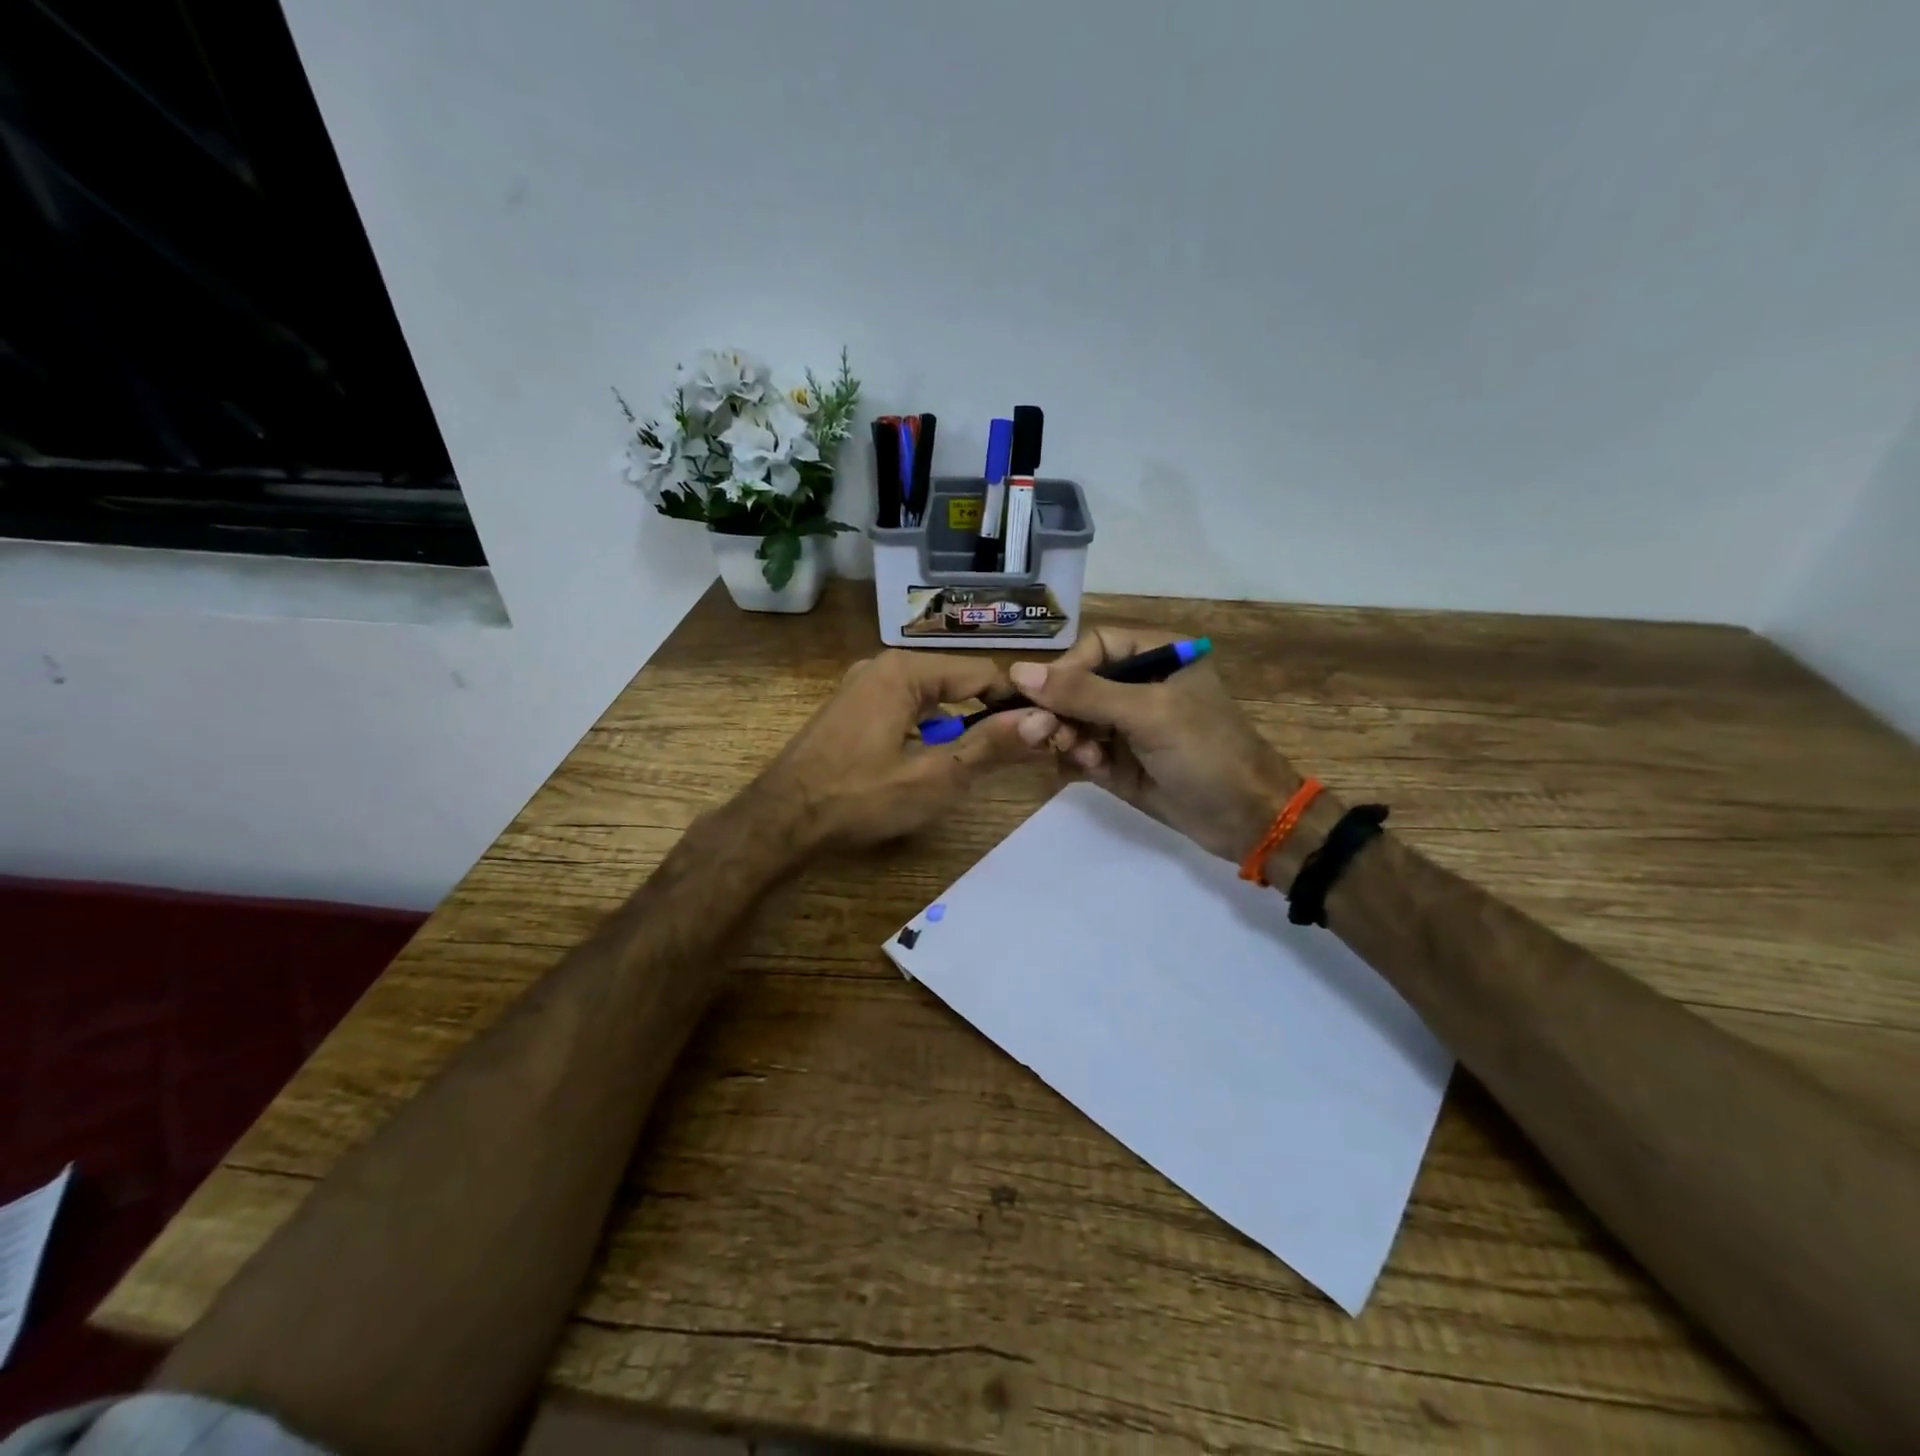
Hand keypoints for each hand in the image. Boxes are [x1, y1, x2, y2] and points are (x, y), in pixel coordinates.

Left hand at [756, 650, 1047, 849]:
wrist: (781, 820)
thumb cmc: (859, 797)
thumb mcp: (934, 777)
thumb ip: (990, 746)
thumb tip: (1045, 719)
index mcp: (906, 671)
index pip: (982, 672)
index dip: (1017, 701)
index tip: (1044, 730)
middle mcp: (884, 665)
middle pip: (956, 682)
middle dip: (986, 715)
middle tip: (1014, 752)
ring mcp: (863, 685)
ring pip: (930, 696)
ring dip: (956, 725)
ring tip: (977, 761)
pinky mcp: (851, 707)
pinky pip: (904, 707)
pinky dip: (926, 728)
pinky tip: (929, 760)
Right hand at [1009, 627, 1301, 861]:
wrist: (1245, 820)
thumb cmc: (1206, 752)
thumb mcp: (1148, 714)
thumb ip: (1084, 693)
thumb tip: (1017, 672)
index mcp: (1156, 655)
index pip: (1093, 646)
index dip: (1066, 669)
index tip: (1044, 697)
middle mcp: (1138, 685)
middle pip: (1075, 684)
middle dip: (1059, 709)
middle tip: (1044, 733)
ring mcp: (1127, 725)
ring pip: (1072, 720)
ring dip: (1067, 737)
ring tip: (1082, 756)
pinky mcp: (1118, 761)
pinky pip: (1080, 751)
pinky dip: (1078, 759)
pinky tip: (1091, 770)